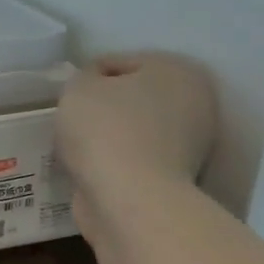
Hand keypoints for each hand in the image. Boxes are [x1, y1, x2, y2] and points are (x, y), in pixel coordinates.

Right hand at [56, 53, 217, 241]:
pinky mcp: (176, 180)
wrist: (128, 199)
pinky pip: (134, 160)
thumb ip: (83, 78)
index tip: (68, 100)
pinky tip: (92, 169)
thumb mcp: (78, 87)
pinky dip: (115, 163)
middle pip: (132, 97)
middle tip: (72, 122)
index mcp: (178, 70)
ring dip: (108, 137)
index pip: (119, 63)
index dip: (87, 79)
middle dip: (102, 108)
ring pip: (133, 130)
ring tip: (78, 148)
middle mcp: (195, 104)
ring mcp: (191, 145)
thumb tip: (92, 89)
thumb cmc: (105, 130)